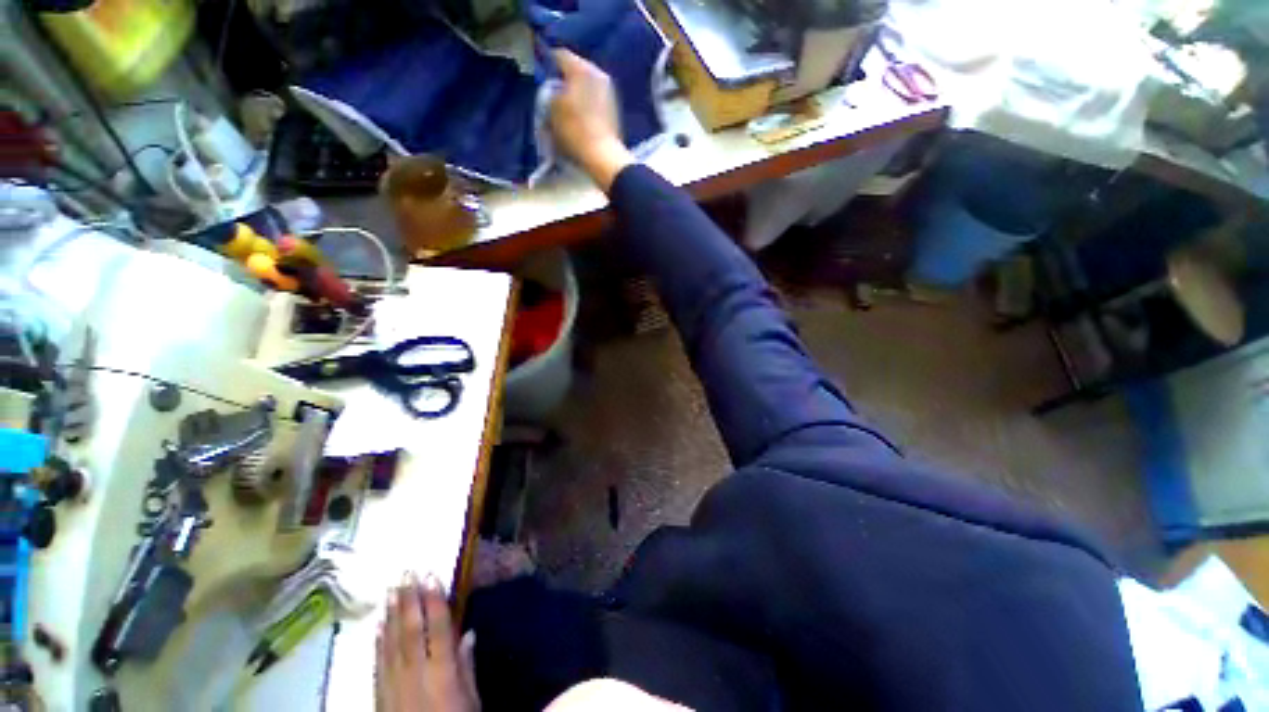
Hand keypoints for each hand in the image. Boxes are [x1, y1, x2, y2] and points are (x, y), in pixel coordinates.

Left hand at [377, 573, 478, 711]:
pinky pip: (379, 662)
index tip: (432, 575)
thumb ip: (467, 667)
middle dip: (410, 599)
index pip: (438, 629)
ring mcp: (393, 683)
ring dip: (393, 613)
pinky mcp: (379, 694)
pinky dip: (379, 640)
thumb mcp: (471, 701)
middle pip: (412, 630)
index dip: (435, 600)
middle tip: (407, 572)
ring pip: (392, 641)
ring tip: (392, 588)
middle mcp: (416, 672)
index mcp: (442, 672)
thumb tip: (469, 633)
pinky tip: (379, 624)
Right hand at [549, 49, 633, 190]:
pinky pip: (594, 98)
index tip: (540, 74)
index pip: (559, 55)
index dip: (547, 63)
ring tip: (566, 106)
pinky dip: (586, 103)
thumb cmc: (575, 130)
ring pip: (586, 84)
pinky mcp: (613, 108)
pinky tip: (579, 116)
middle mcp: (598, 73)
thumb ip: (549, 91)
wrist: (603, 156)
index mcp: (582, 68)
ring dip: (576, 92)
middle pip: (575, 69)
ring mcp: (609, 91)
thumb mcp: (552, 108)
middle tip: (552, 92)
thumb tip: (553, 88)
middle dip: (564, 78)